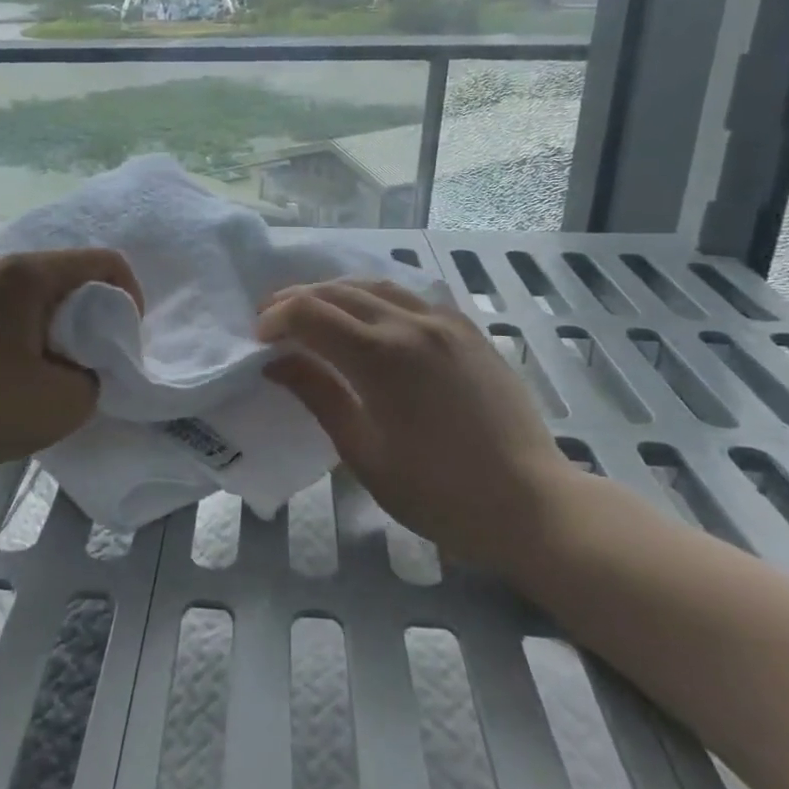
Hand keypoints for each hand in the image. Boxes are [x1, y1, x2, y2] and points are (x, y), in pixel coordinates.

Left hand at [0, 248, 142, 483]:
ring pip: (36, 288)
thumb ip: (96, 373)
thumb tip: (82, 364)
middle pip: (68, 272)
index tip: (125, 341)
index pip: (104, 261)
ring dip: (58, 320)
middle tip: (91, 357)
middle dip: (93, 311)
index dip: (131, 297)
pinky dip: (26, 326)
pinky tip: (15, 366)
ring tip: (53, 365)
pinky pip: (6, 302)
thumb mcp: (67, 401)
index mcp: (27, 273)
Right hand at [257, 278, 576, 575]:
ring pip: (375, 285)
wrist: (529, 503)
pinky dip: (376, 297)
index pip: (310, 313)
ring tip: (315, 312)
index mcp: (380, 356)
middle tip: (274, 320)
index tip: (259, 339)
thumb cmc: (437, 491)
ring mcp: (445, 322)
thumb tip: (277, 361)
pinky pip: (411, 296)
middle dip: (297, 300)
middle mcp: (410, 324)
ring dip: (335, 292)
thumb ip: (317, 394)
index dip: (276, 319)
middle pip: (338, 291)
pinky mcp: (468, 329)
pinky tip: (369, 318)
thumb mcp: (362, 450)